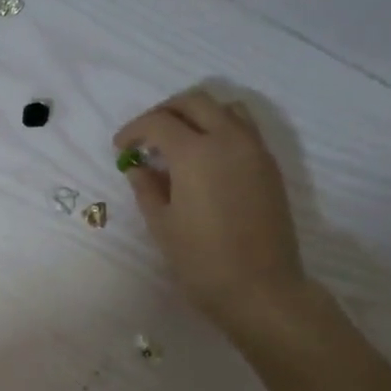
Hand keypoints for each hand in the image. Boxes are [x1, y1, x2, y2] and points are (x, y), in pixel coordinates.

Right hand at [114, 90, 309, 341]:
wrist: (260, 288)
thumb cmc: (201, 260)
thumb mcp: (162, 224)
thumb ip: (147, 187)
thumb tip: (138, 166)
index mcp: (196, 153)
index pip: (158, 122)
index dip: (134, 130)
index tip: (121, 148)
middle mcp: (228, 140)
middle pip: (194, 102)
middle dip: (165, 112)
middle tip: (146, 137)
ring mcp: (255, 150)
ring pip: (225, 108)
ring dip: (197, 114)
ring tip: (179, 141)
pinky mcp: (270, 165)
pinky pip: (244, 128)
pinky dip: (220, 128)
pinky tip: (205, 158)